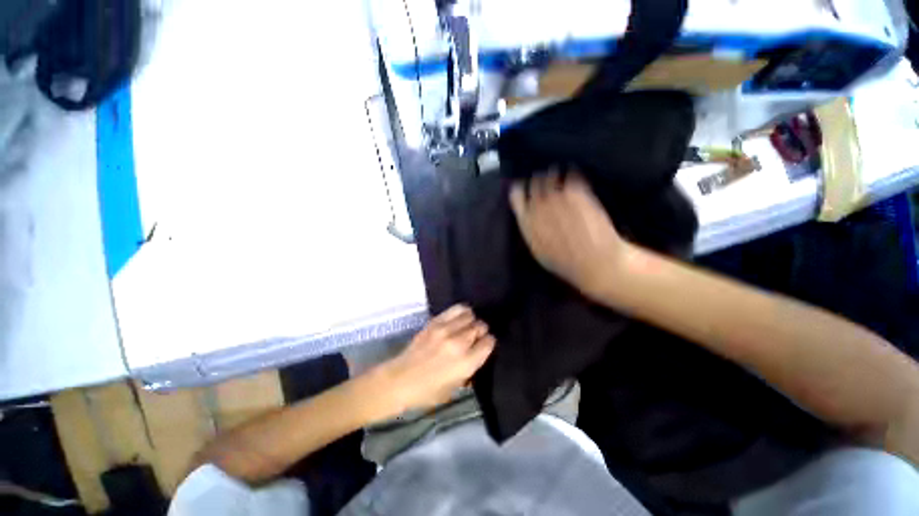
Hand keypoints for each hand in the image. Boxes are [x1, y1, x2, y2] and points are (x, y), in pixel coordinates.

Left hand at [375, 304, 495, 415]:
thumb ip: (469, 370)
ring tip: (467, 326)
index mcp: (466, 363)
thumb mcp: (455, 388)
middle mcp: (459, 343)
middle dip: (481, 331)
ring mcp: (446, 330)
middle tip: (475, 337)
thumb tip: (477, 355)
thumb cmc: (428, 391)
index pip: (488, 342)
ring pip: (470, 315)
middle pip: (480, 327)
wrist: (400, 379)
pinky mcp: (435, 322)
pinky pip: (456, 309)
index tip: (485, 345)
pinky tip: (460, 317)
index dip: (489, 343)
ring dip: (471, 321)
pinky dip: (462, 311)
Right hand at [510, 172, 628, 298]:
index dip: (520, 189)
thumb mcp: (539, 251)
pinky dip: (572, 173)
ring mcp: (558, 197)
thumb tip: (527, 214)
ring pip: (550, 174)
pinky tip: (574, 175)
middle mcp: (539, 206)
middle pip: (534, 182)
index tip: (523, 186)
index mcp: (527, 222)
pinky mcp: (578, 192)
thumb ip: (530, 229)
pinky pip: (571, 174)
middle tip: (545, 179)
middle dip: (538, 180)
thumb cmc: (565, 263)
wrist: (596, 264)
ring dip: (553, 174)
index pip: (516, 196)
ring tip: (558, 174)